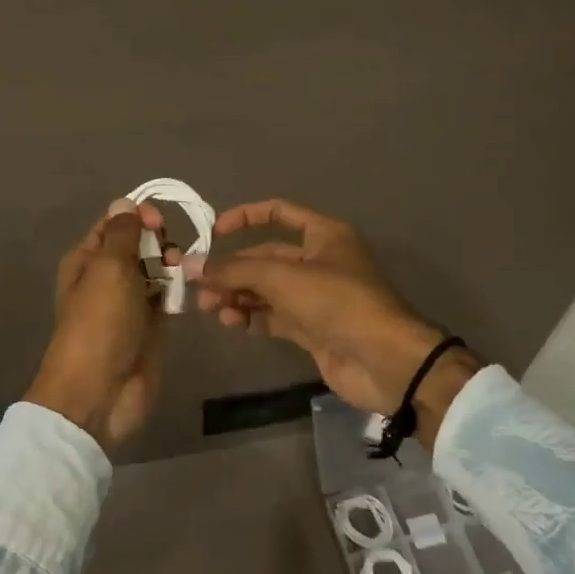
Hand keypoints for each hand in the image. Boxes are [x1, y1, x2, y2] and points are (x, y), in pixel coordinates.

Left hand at [24, 199, 173, 447]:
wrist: (100, 391)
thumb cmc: (100, 323)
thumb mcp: (108, 268)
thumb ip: (122, 234)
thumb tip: (124, 203)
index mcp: (86, 260)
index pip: (115, 225)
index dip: (137, 217)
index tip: (158, 222)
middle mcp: (107, 278)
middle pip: (138, 246)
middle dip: (158, 242)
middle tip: (170, 255)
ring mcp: (129, 303)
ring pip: (155, 271)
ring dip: (171, 266)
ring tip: (181, 274)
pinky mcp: (150, 326)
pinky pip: (166, 298)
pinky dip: (177, 291)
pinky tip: (186, 292)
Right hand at [195, 199, 478, 434]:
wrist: (384, 361)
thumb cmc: (337, 302)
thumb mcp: (283, 278)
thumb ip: (234, 271)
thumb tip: (190, 266)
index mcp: (324, 235)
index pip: (279, 212)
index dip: (245, 216)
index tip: (213, 232)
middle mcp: (319, 261)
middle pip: (266, 257)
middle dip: (233, 269)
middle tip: (199, 285)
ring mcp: (316, 297)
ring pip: (267, 290)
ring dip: (237, 295)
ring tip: (210, 308)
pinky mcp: (312, 329)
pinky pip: (273, 316)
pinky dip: (252, 317)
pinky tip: (231, 322)